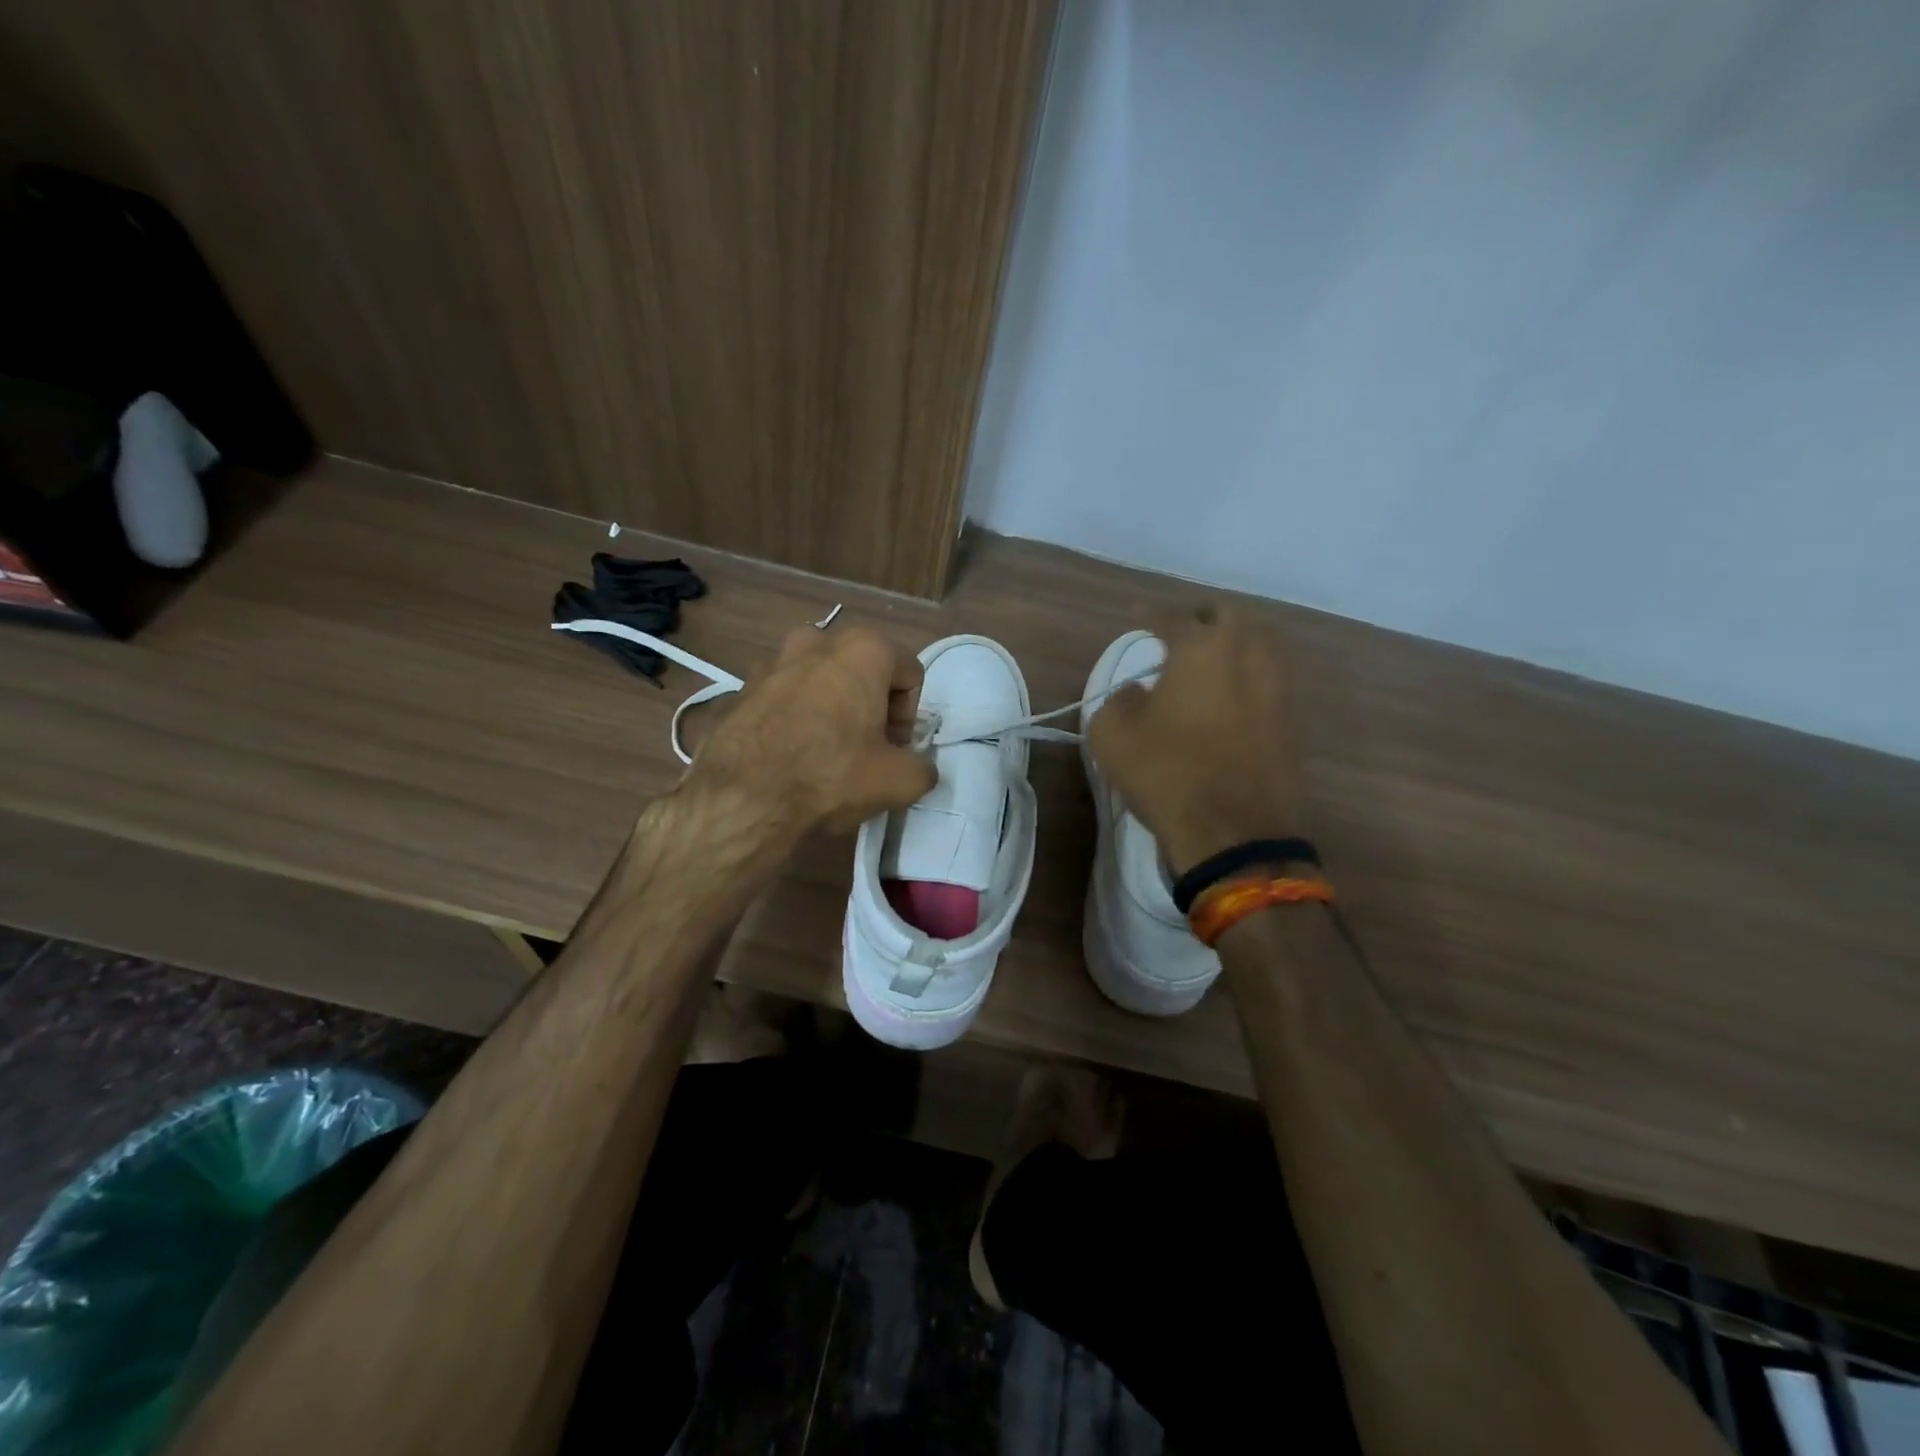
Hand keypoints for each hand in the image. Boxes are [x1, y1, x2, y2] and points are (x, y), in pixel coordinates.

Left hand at [692, 625, 936, 835]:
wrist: (742, 800)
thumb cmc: (830, 776)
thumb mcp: (900, 781)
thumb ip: (923, 767)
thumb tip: (918, 767)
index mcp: (863, 649)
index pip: (910, 674)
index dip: (909, 715)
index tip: (894, 748)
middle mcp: (817, 640)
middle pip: (865, 670)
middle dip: (872, 705)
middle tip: (867, 749)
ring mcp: (774, 660)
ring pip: (823, 679)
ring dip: (834, 706)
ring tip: (828, 750)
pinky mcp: (743, 687)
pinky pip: (787, 695)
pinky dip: (798, 715)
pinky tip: (793, 754)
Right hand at [1086, 606, 1305, 874]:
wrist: (1235, 831)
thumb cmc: (1167, 773)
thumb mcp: (1113, 735)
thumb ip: (1118, 700)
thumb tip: (1138, 692)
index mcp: (1202, 648)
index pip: (1173, 616)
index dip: (1150, 613)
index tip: (1137, 616)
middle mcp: (1247, 653)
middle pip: (1230, 615)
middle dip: (1202, 616)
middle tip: (1181, 629)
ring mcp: (1277, 686)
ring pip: (1261, 641)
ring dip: (1235, 640)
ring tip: (1211, 656)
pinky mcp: (1292, 719)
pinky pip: (1271, 677)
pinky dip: (1250, 672)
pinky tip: (1232, 690)